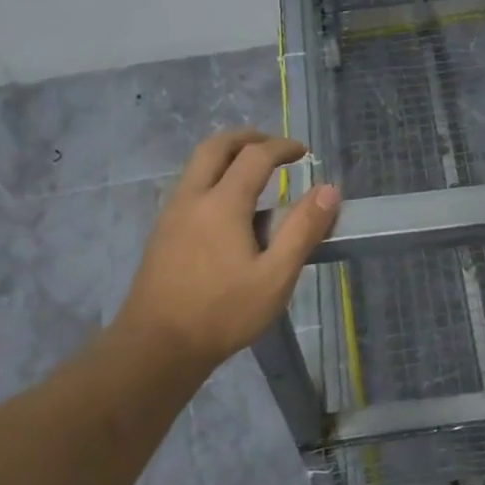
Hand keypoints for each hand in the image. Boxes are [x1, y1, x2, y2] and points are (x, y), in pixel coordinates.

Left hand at [112, 129, 340, 371]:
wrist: (156, 347)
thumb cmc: (222, 312)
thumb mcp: (275, 276)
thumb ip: (303, 230)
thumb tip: (329, 190)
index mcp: (222, 203)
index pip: (255, 156)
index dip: (282, 147)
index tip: (304, 151)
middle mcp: (192, 198)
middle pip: (215, 146)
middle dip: (247, 138)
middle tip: (273, 146)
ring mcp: (171, 215)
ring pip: (196, 165)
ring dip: (226, 156)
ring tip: (253, 173)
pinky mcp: (162, 233)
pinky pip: (189, 187)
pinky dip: (212, 177)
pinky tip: (227, 209)